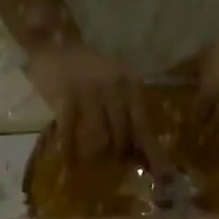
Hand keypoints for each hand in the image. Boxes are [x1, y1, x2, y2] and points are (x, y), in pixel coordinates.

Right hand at [26, 42, 161, 165]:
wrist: (56, 42)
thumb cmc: (88, 72)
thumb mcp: (115, 87)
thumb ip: (127, 115)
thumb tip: (141, 155)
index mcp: (131, 85)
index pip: (143, 125)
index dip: (151, 152)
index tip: (162, 176)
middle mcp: (115, 85)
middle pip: (123, 133)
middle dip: (119, 154)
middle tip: (113, 166)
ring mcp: (90, 89)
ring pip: (100, 133)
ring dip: (96, 154)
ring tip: (92, 166)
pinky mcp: (67, 93)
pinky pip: (71, 129)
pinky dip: (70, 149)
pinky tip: (70, 163)